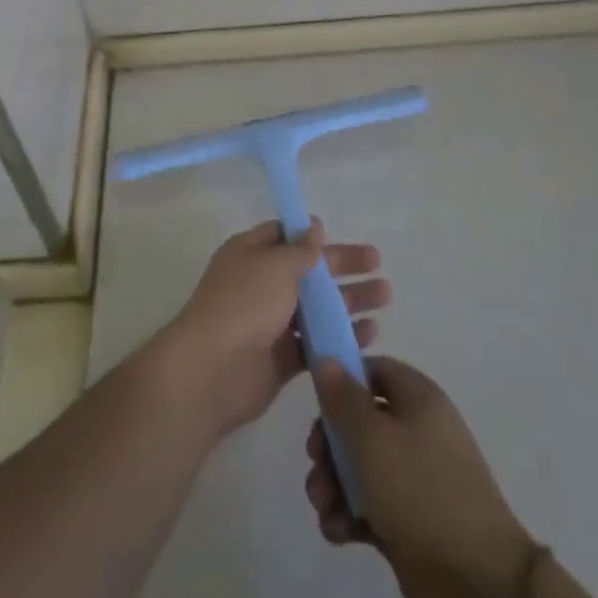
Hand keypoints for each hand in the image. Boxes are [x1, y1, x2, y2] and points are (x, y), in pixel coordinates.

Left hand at [158, 219, 387, 440]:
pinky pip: (317, 343)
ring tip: (385, 298)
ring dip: (348, 302)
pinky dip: (341, 337)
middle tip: (378, 266)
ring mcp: (270, 323)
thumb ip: (300, 249)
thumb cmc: (244, 304)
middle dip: (342, 267)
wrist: (212, 371)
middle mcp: (260, 285)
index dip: (311, 235)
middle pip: (307, 271)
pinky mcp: (282, 358)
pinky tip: (370, 334)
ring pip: (316, 308)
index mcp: (250, 254)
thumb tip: (314, 226)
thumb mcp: (275, 265)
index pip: (284, 236)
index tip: (340, 235)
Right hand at [306, 356, 539, 597]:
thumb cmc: (421, 493)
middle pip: (359, 421)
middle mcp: (418, 431)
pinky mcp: (408, 519)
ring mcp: (414, 478)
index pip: (373, 370)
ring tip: (324, 508)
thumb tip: (327, 358)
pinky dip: (349, 515)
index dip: (342, 380)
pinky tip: (338, 533)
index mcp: (419, 399)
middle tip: (316, 464)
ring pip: (359, 465)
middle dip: (329, 444)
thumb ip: (343, 398)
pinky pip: (369, 504)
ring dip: (333, 484)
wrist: (478, 583)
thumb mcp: (372, 438)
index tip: (317, 403)